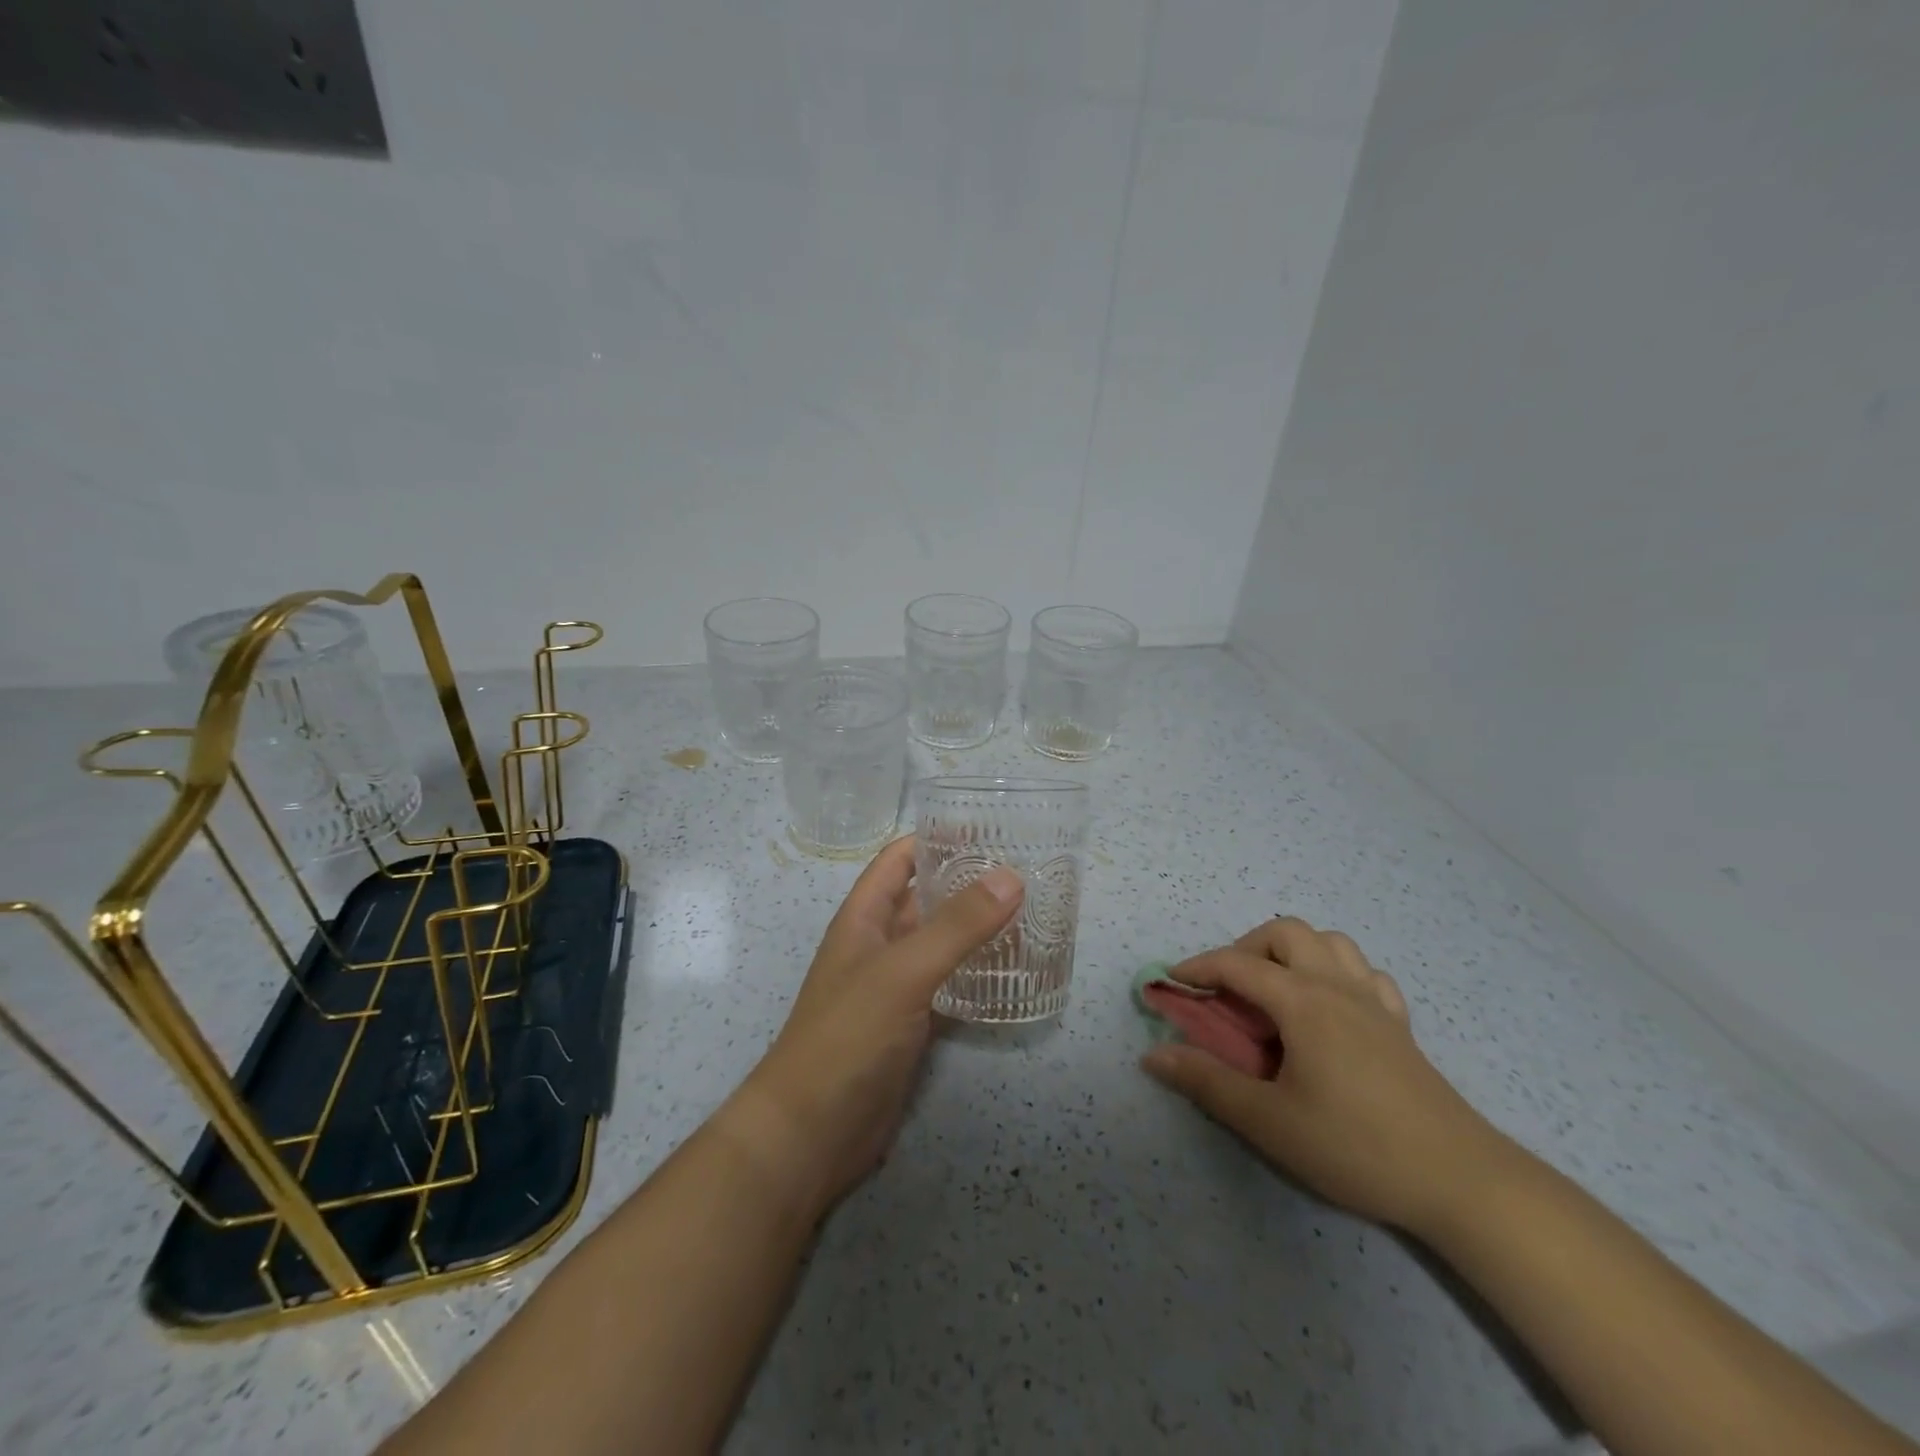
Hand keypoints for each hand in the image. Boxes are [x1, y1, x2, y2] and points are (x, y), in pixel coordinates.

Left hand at [729, 837, 1022, 1214]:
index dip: (935, 838)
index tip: (988, 828)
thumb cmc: (847, 1036)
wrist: (811, 1133)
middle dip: (968, 882)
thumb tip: (1010, 877)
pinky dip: (978, 972)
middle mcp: (880, 944)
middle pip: (926, 898)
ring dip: (978, 927)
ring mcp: (896, 986)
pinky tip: (1015, 970)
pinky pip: (949, 984)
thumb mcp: (902, 971)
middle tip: (1027, 870)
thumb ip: (956, 926)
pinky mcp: (912, 1024)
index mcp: (864, 918)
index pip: (899, 860)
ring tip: (1033, 912)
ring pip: (941, 942)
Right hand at [1141, 917, 1506, 1233]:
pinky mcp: (1400, 1026)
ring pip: (1330, 942)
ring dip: (1293, 951)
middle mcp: (1336, 986)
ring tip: (1276, 991)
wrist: (1461, 1181)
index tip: (1172, 983)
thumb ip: (1206, 1082)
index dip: (1198, 967)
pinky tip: (1330, 1007)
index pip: (1237, 965)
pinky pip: (1366, 974)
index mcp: (1302, 1002)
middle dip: (1246, 947)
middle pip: (1285, 932)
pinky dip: (1337, 973)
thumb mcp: (1268, 1121)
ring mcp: (1374, 1003)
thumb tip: (1153, 1054)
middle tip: (1229, 990)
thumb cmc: (1355, 1146)